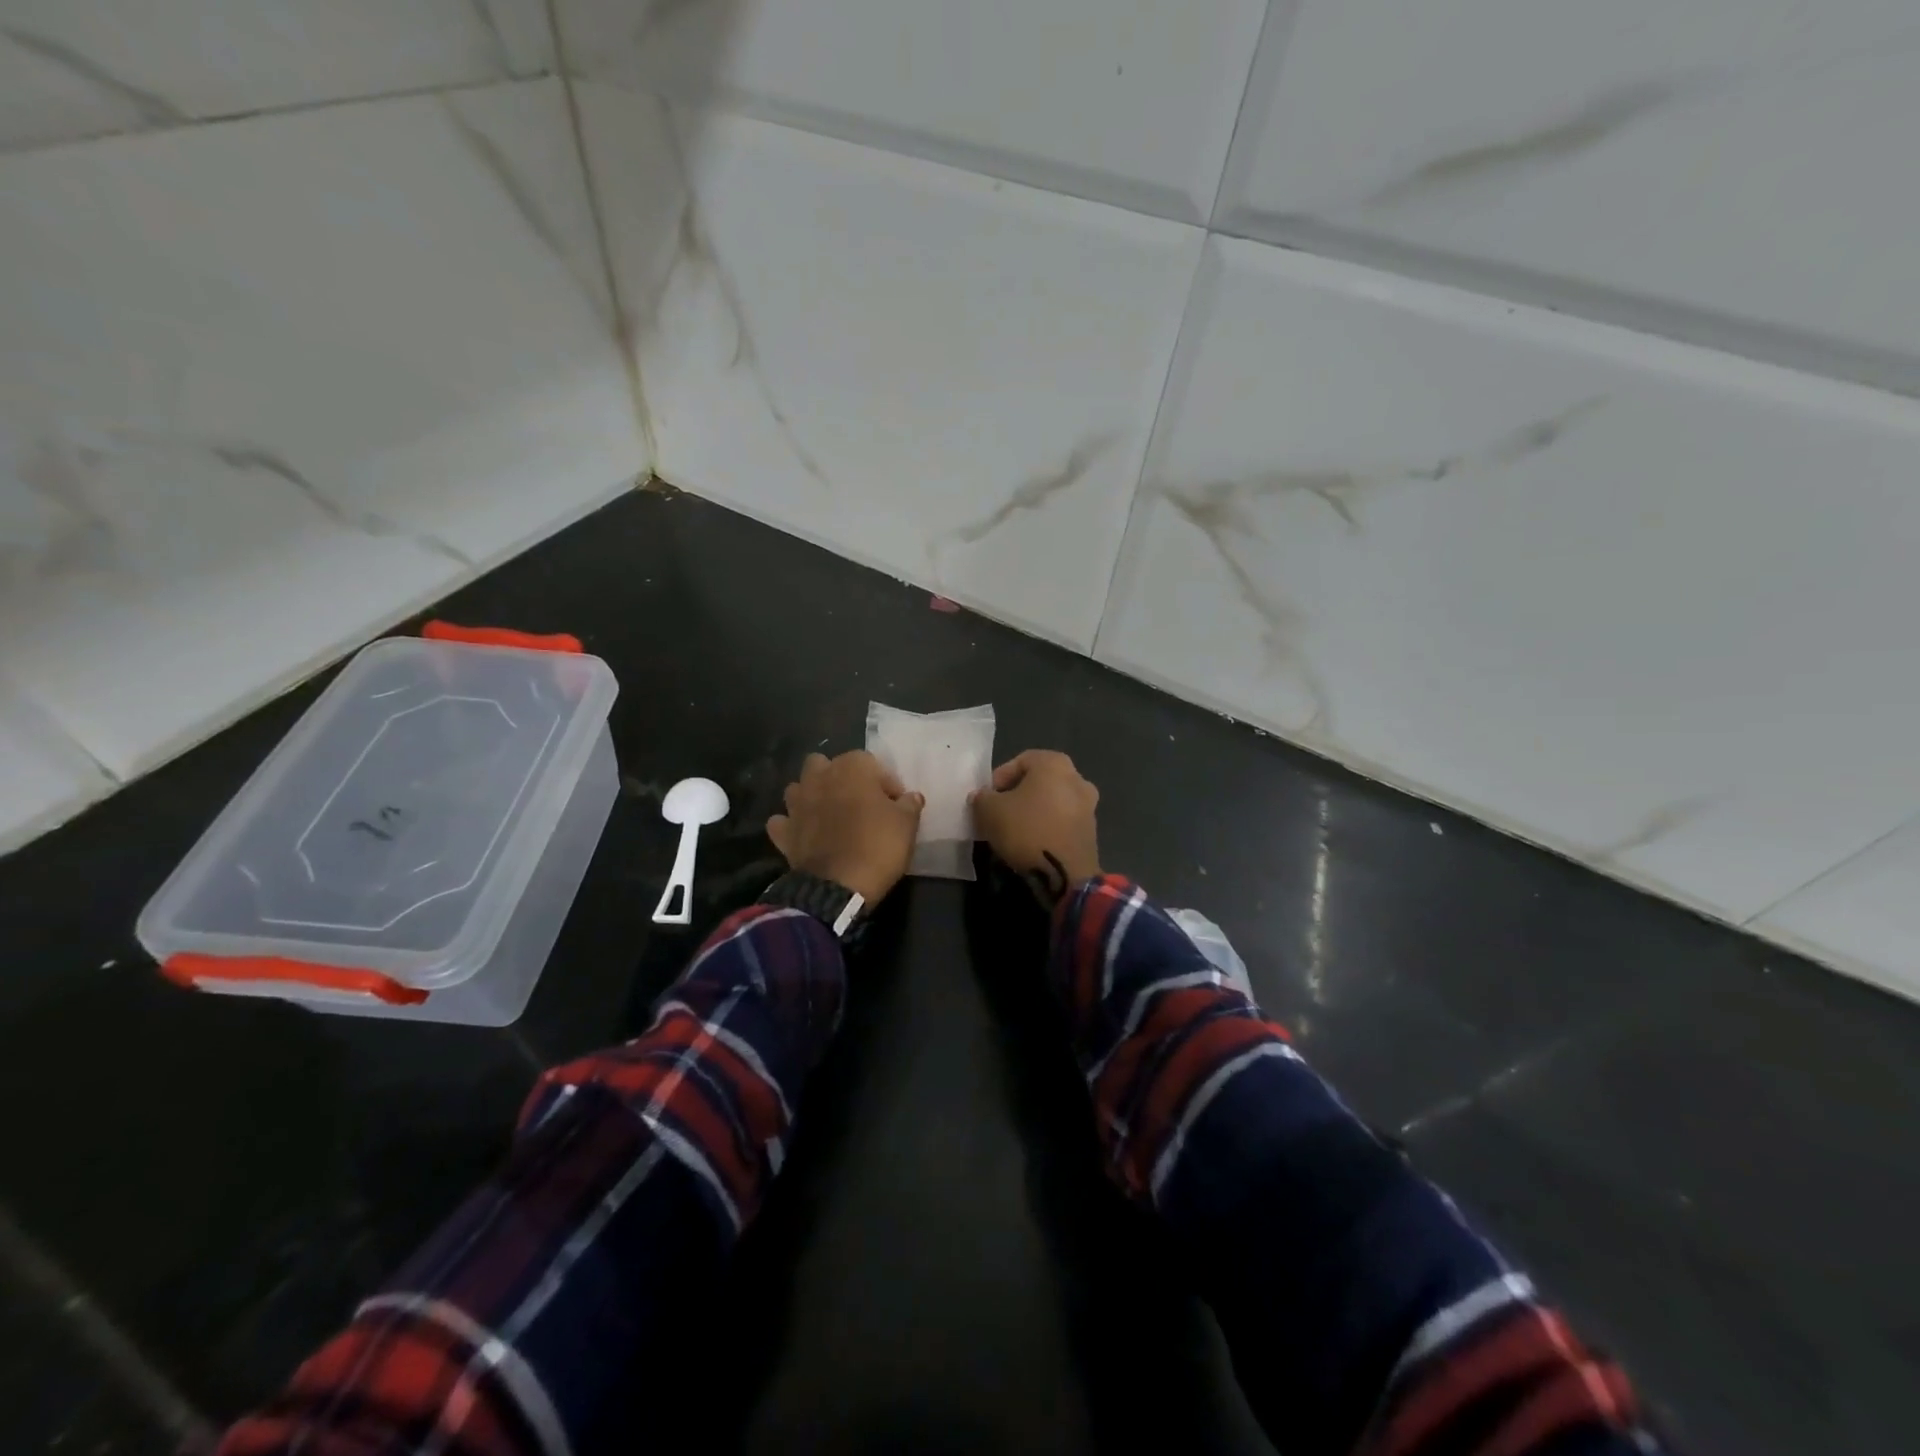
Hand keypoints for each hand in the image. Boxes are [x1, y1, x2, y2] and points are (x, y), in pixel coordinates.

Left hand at [767, 751, 924, 905]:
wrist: (837, 886)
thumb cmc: (877, 846)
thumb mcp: (907, 825)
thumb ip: (909, 805)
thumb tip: (911, 797)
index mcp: (852, 767)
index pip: (874, 765)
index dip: (887, 785)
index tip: (896, 806)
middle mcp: (820, 777)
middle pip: (827, 766)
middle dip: (841, 779)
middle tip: (859, 803)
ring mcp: (797, 803)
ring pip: (800, 788)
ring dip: (812, 796)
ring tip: (830, 816)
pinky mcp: (783, 831)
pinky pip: (784, 820)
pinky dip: (792, 825)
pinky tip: (805, 835)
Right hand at [969, 750, 1100, 905]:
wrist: (1065, 874)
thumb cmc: (1026, 830)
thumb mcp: (990, 811)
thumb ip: (982, 798)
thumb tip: (982, 797)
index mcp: (1055, 763)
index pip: (1020, 761)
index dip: (998, 778)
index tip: (986, 799)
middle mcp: (1077, 778)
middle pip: (1037, 782)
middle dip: (1015, 796)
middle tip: (997, 814)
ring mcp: (1088, 805)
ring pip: (1050, 802)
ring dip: (1031, 812)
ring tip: (1012, 831)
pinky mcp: (1091, 830)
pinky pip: (1061, 821)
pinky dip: (1046, 827)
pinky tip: (1031, 844)